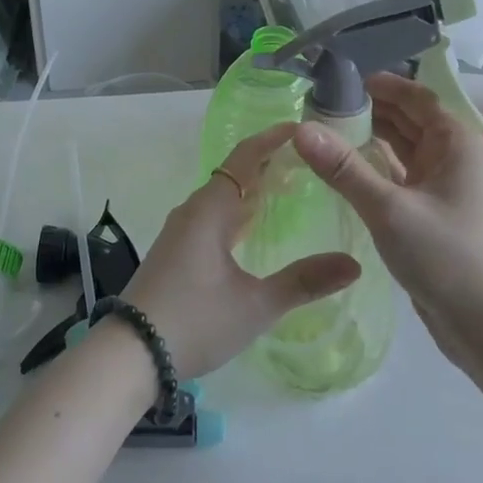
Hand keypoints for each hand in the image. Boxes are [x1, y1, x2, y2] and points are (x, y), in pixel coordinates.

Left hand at [122, 125, 360, 377]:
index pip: (245, 158)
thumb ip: (304, 282)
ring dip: (253, 189)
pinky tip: (254, 229)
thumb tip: (354, 264)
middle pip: (234, 174)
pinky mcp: (176, 252)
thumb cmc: (194, 321)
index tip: (302, 128)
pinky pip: (212, 217)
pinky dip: (238, 212)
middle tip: (308, 162)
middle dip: (269, 164)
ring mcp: (181, 231)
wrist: (129, 354)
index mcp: (210, 210)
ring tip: (289, 190)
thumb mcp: (255, 305)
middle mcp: (193, 211)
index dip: (272, 140)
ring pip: (222, 197)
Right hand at [291, 74, 482, 431]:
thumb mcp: (389, 209)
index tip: (336, 80)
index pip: (414, 96)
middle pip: (406, 120)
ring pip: (401, 150)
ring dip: (368, 139)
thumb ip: (343, 168)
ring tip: (321, 133)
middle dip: (367, 110)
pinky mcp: (430, 214)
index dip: (378, 84)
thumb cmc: (448, 258)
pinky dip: (373, 169)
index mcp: (455, 141)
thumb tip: (299, 129)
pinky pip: (398, 178)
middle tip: (316, 106)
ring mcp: (442, 187)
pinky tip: (341, 171)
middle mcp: (452, 156)